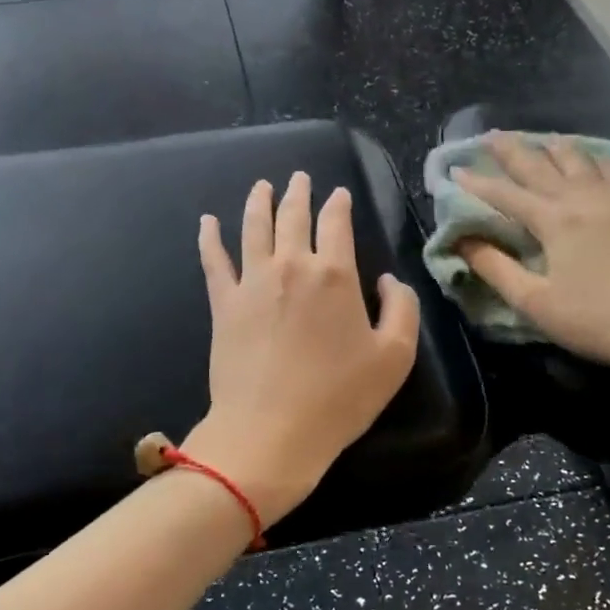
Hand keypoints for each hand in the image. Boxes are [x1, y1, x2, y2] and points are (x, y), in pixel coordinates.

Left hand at [184, 172, 420, 524]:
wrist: (270, 431)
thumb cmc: (339, 398)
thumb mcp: (394, 358)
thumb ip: (402, 309)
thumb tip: (389, 280)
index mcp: (335, 274)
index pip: (337, 223)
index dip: (339, 204)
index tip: (338, 194)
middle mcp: (292, 266)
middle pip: (293, 216)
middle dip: (299, 193)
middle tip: (299, 178)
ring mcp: (252, 281)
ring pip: (254, 227)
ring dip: (259, 202)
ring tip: (262, 186)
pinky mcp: (224, 303)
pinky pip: (214, 260)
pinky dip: (210, 237)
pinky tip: (207, 221)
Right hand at [455, 133, 609, 370]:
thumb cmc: (592, 319)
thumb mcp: (534, 301)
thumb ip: (495, 268)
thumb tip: (463, 241)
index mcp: (554, 220)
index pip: (506, 194)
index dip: (477, 183)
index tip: (454, 170)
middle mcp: (581, 199)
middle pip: (540, 165)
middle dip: (511, 150)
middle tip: (489, 136)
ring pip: (578, 160)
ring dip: (552, 147)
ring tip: (538, 140)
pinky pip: (609, 170)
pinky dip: (591, 158)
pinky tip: (588, 159)